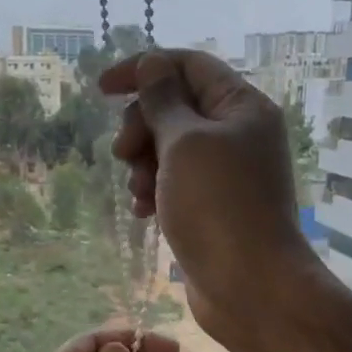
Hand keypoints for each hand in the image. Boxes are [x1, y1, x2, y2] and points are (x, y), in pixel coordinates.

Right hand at [100, 49, 316, 350]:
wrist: (251, 287)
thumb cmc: (218, 207)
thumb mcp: (185, 143)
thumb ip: (163, 101)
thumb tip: (152, 64)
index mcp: (241, 106)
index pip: (188, 65)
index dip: (142, 69)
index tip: (101, 90)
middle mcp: (237, 134)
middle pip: (176, 107)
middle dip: (142, 125)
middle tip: (124, 153)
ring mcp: (226, 173)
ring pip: (170, 148)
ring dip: (144, 162)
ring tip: (139, 191)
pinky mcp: (212, 207)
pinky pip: (175, 183)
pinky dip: (155, 190)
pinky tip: (143, 212)